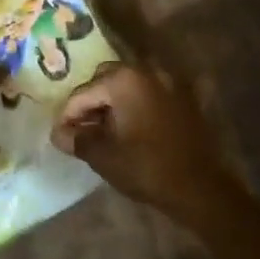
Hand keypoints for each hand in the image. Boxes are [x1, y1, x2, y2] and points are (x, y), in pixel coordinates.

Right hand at [52, 64, 243, 232]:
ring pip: (129, 85)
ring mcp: (169, 81)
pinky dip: (136, 105)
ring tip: (107, 131)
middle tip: (84, 130)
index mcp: (123, 80)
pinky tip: (132, 128)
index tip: (61, 136)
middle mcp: (146, 70)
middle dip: (92, 103)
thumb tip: (59, 133)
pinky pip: (150, 94)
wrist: (200, 187)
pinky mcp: (184, 96)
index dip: (68, 116)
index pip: (83, 93)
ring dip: (114, 102)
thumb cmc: (146, 168)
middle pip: (105, 80)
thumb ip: (76, 139)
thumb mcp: (103, 156)